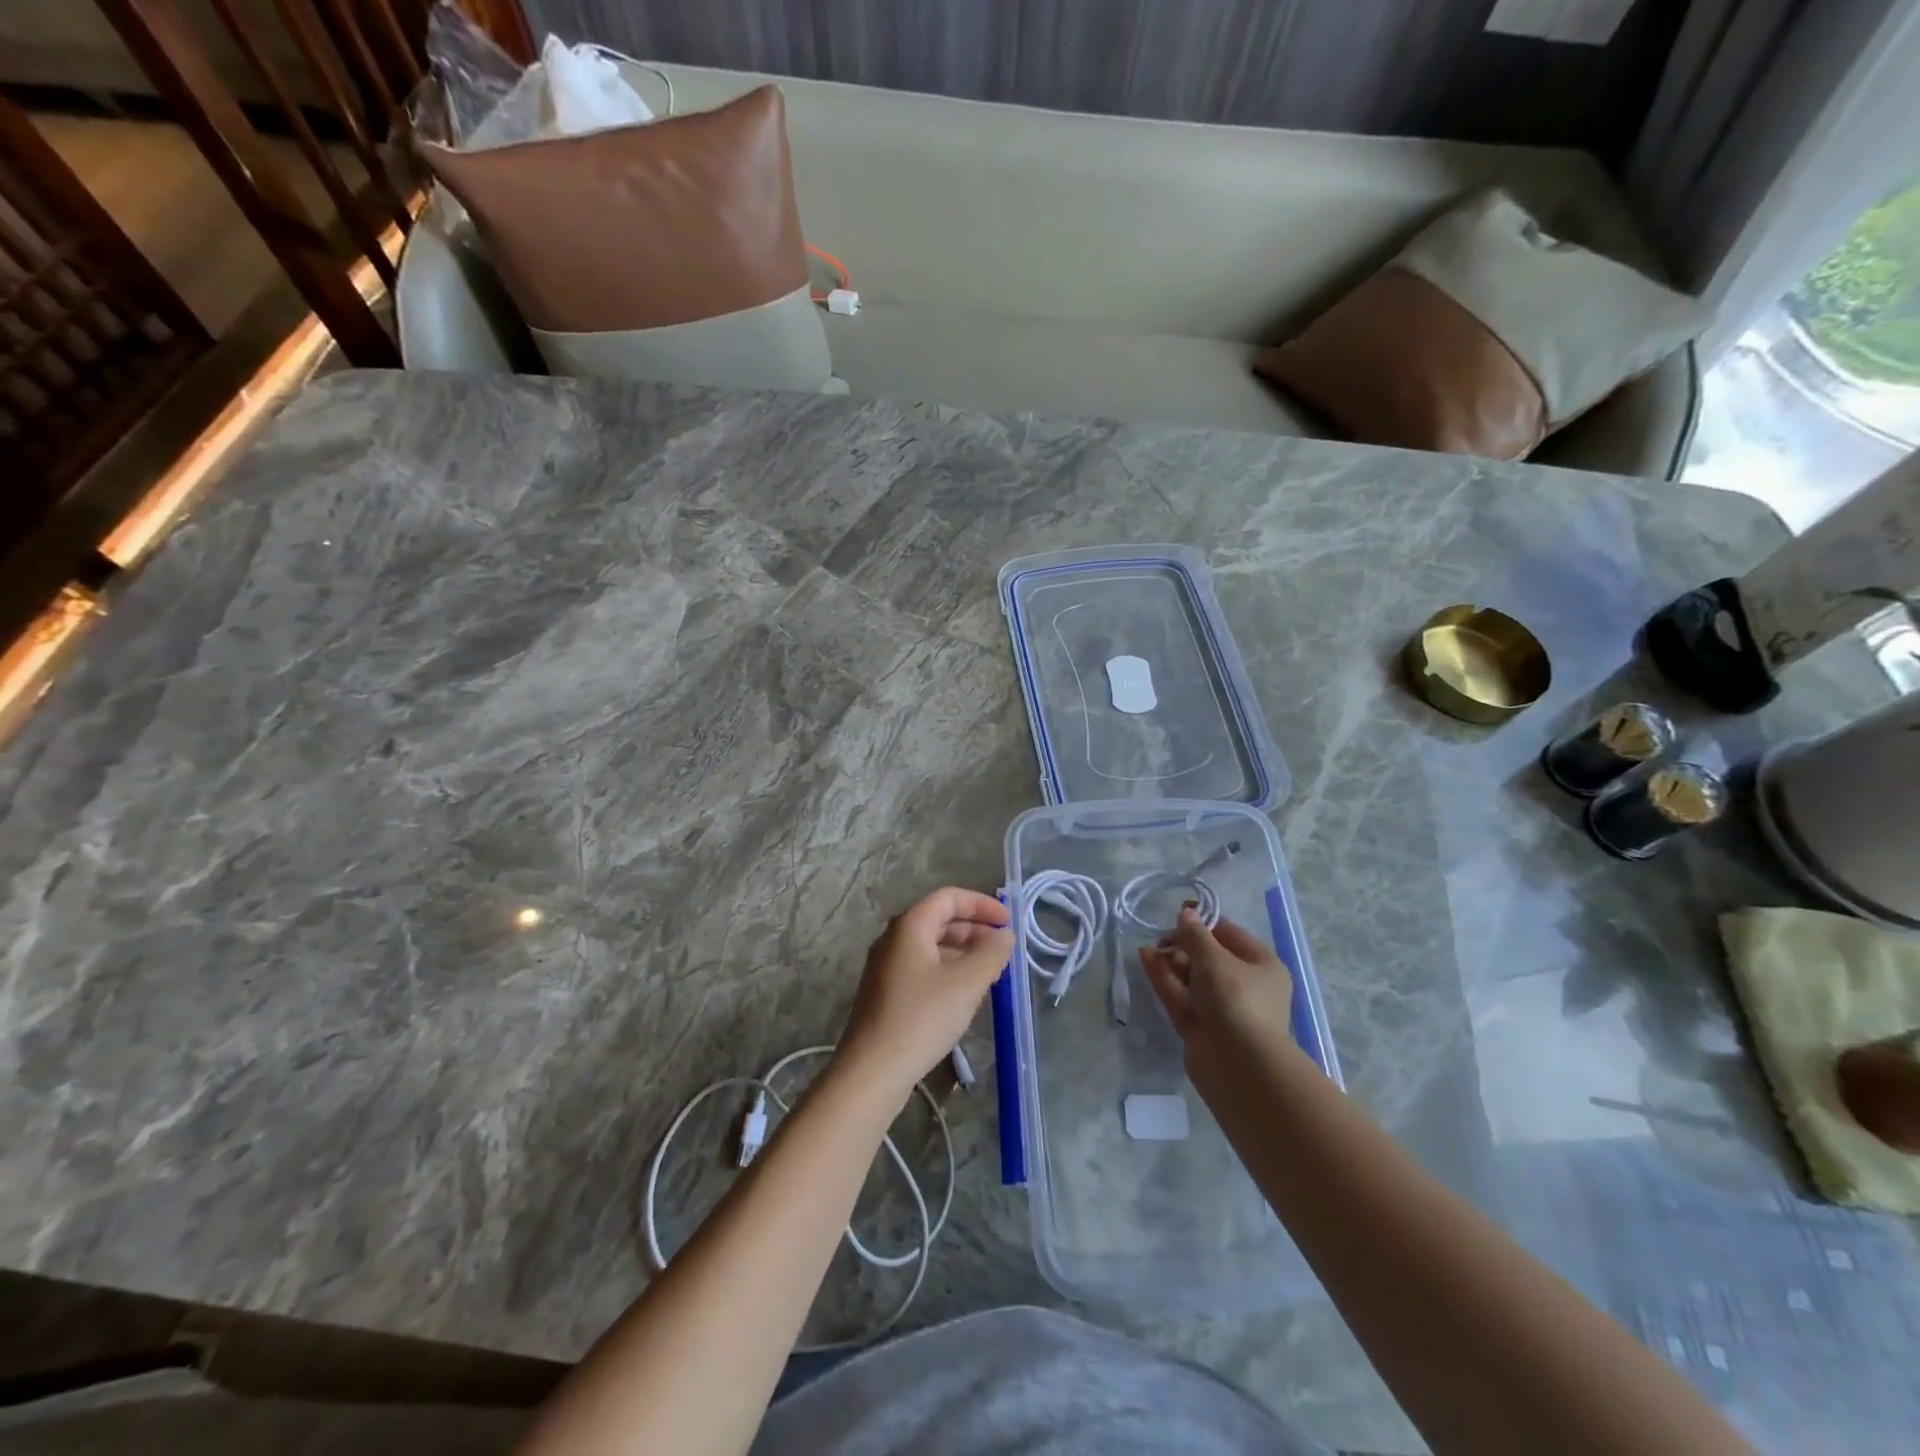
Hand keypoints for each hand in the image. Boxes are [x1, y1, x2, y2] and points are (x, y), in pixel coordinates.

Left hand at [835, 888, 1013, 1100]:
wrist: (872, 1071)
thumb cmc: (921, 1019)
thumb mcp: (966, 984)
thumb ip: (991, 954)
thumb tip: (1004, 936)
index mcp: (910, 926)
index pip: (949, 898)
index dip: (981, 904)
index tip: (1008, 921)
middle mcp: (894, 938)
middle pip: (939, 919)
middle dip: (974, 928)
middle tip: (1003, 948)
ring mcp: (886, 966)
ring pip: (931, 945)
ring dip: (963, 951)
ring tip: (991, 971)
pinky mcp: (886, 992)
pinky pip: (923, 967)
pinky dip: (948, 969)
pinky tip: (965, 993)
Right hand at [1140, 907, 1295, 1071]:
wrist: (1239, 1065)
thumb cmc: (1236, 999)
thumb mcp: (1214, 958)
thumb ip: (1195, 934)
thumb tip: (1186, 913)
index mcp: (1261, 965)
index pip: (1230, 935)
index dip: (1204, 922)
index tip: (1178, 912)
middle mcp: (1244, 986)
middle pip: (1208, 957)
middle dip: (1184, 944)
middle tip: (1162, 937)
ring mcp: (1221, 1008)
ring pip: (1191, 978)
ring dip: (1171, 960)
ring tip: (1149, 946)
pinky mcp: (1199, 1026)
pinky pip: (1180, 995)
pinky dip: (1164, 978)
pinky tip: (1145, 959)